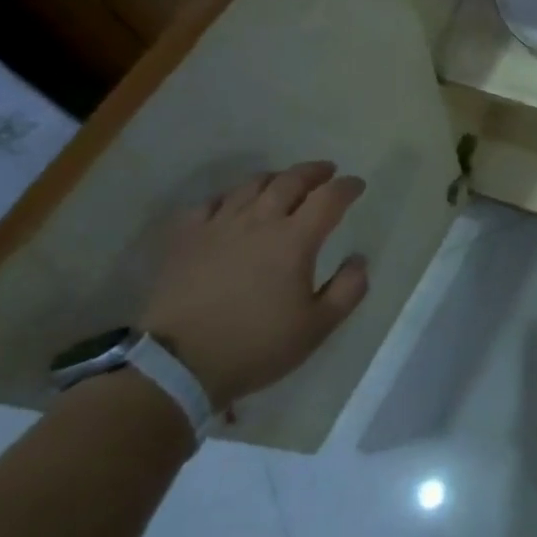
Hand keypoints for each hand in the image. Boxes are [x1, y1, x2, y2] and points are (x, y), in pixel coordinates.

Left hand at [139, 162, 368, 412]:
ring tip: (284, 183)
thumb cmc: (255, 346)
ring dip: (275, 178)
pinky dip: (230, 197)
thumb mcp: (317, 328)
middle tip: (327, 172)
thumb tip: (359, 259)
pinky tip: (233, 205)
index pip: (329, 198)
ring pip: (251, 185)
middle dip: (314, 172)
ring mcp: (219, 224)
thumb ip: (347, 290)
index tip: (357, 185)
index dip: (347, 187)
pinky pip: (211, 202)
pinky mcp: (186, 236)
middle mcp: (259, 221)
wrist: (178, 364)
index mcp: (294, 240)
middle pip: (291, 180)